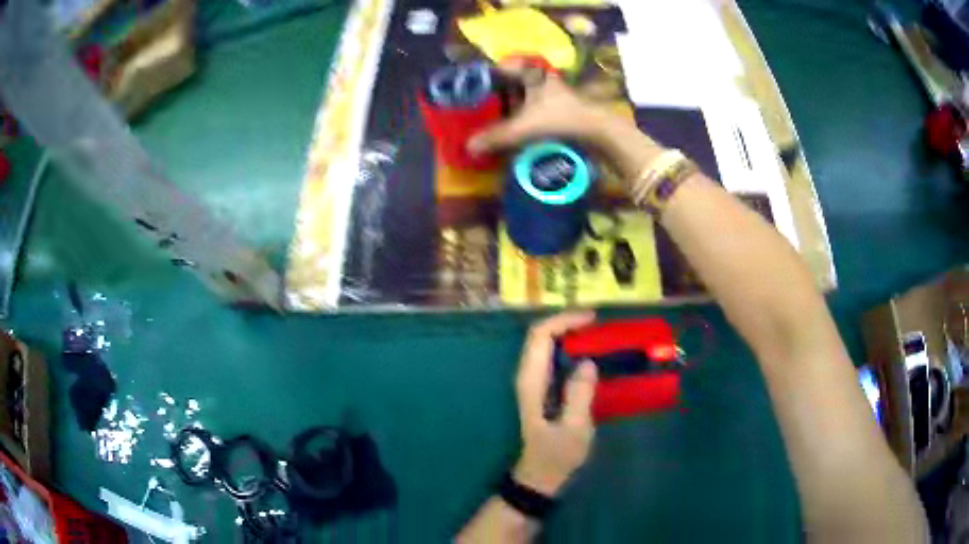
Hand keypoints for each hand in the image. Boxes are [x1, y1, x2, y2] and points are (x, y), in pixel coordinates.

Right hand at [467, 62, 608, 154]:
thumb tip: (469, 147)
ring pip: (525, 97)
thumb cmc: (560, 120)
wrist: (598, 133)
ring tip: (493, 122)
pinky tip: (515, 131)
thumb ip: (496, 137)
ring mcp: (554, 95)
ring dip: (511, 109)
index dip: (487, 76)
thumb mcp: (523, 128)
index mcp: (532, 74)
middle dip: (497, 95)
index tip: (472, 88)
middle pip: (514, 83)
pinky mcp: (562, 110)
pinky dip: (524, 119)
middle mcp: (543, 80)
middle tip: (479, 108)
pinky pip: (535, 110)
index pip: (504, 67)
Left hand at [513, 312, 598, 496]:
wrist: (540, 476)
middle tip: (599, 324)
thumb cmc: (556, 456)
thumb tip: (588, 362)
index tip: (593, 320)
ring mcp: (533, 381)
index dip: (564, 320)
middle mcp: (528, 375)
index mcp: (532, 382)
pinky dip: (570, 347)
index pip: (540, 336)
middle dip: (568, 322)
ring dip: (569, 333)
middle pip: (541, 335)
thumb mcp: (574, 430)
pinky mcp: (542, 388)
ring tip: (598, 333)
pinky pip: (553, 357)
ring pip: (546, 344)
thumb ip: (579, 396)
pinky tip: (591, 353)